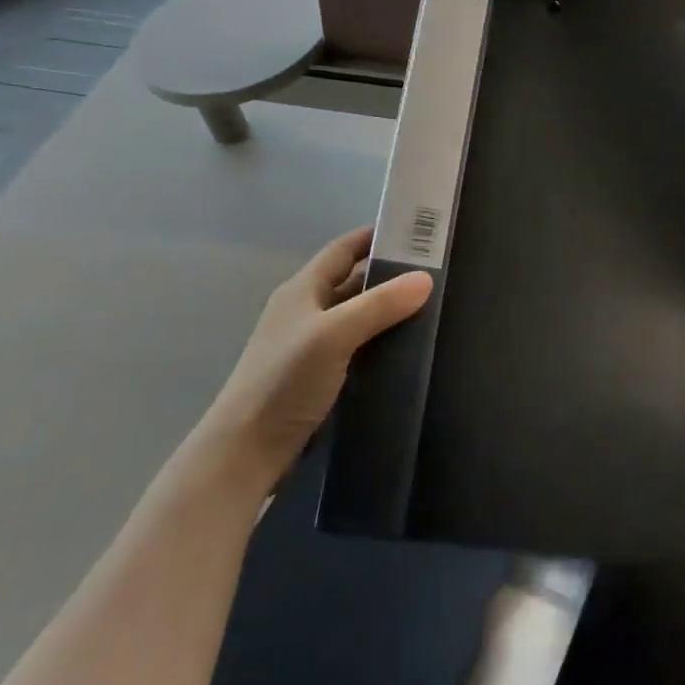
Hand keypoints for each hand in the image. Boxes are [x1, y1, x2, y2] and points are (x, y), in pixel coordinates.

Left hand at [205, 228, 431, 484]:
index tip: (417, 233)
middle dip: (390, 275)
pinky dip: (382, 343)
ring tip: (434, 310)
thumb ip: (379, 305)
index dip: (375, 236)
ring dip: (388, 312)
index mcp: (302, 290)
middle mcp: (305, 312)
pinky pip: (358, 349)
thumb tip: (425, 278)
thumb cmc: (284, 381)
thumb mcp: (333, 335)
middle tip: (437, 274)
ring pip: (357, 318)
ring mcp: (311, 347)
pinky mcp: (320, 379)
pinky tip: (410, 351)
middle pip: (352, 282)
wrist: (246, 451)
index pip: (343, 250)